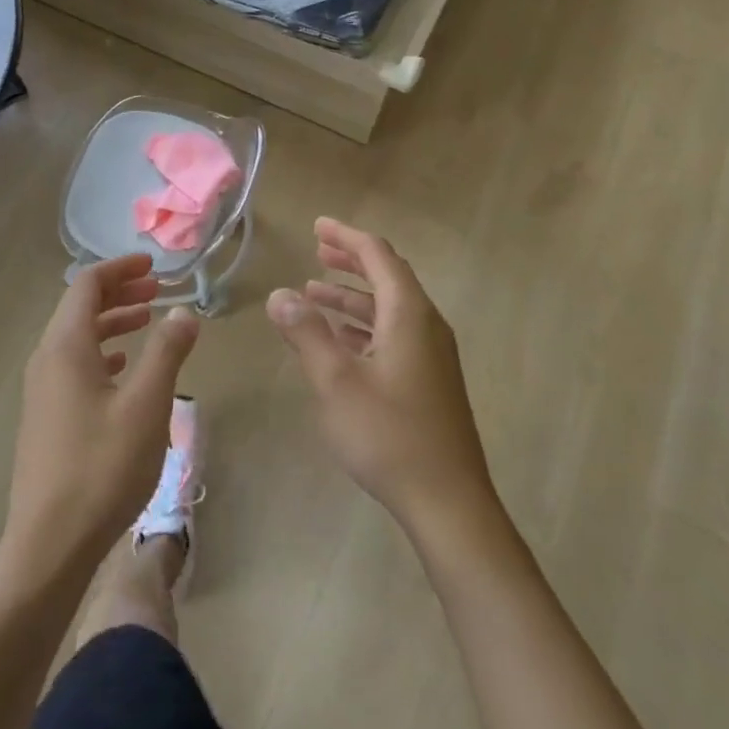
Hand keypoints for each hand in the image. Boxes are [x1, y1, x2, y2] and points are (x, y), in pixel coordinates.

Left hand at [3, 254, 199, 579]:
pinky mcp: (46, 418)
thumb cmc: (102, 467)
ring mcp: (42, 391)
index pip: (87, 285)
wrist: (49, 544)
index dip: (121, 268)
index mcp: (66, 346)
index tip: (154, 265)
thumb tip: (183, 311)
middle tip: (157, 289)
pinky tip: (123, 369)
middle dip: (119, 292)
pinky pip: (74, 366)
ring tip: (147, 321)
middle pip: (79, 307)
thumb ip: (167, 352)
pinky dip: (102, 353)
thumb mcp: (148, 405)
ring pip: (77, 338)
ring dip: (112, 322)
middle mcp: (47, 360)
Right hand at [267, 218, 494, 533]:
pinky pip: (393, 333)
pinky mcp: (429, 380)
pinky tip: (339, 340)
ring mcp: (432, 354)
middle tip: (316, 250)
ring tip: (313, 293)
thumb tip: (279, 294)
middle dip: (350, 261)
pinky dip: (363, 326)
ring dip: (352, 296)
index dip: (346, 237)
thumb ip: (307, 333)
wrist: (449, 502)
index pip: (378, 256)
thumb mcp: (337, 382)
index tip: (317, 226)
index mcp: (409, 315)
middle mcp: (426, 325)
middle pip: (388, 276)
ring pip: (389, 308)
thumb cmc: (389, 435)